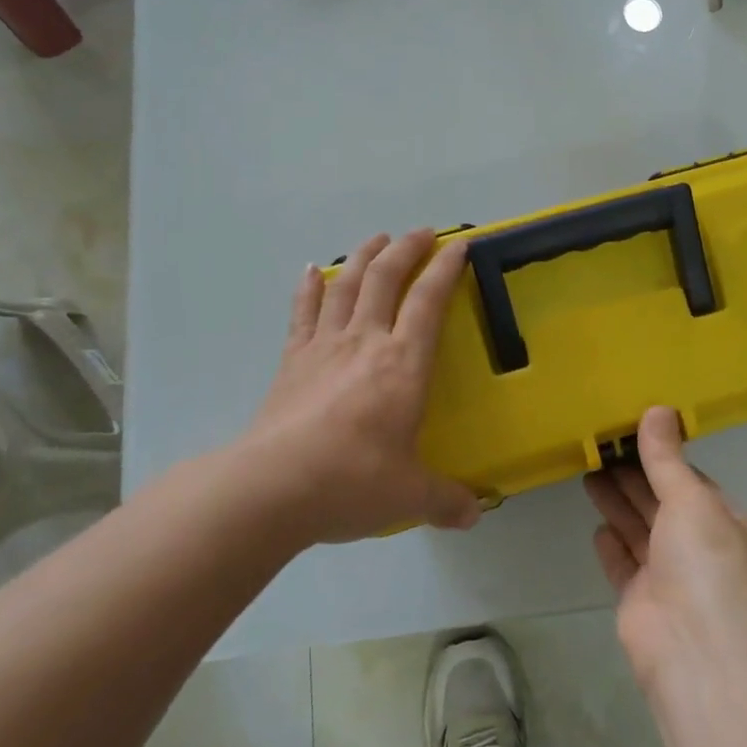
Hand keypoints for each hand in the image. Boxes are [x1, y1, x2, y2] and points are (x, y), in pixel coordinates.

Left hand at [237, 230, 482, 543]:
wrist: (272, 488)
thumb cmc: (352, 481)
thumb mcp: (409, 495)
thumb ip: (446, 499)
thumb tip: (474, 514)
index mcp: (403, 363)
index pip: (429, 300)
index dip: (446, 268)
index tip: (459, 245)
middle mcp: (365, 341)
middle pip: (386, 277)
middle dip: (406, 248)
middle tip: (421, 232)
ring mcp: (324, 346)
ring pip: (345, 284)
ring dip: (363, 256)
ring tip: (376, 239)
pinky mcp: (292, 360)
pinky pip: (303, 312)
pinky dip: (309, 287)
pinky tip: (310, 271)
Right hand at [584, 407, 746, 685]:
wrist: (697, 651)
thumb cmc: (707, 562)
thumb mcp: (691, 498)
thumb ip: (666, 458)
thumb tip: (657, 409)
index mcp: (728, 524)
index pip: (693, 482)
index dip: (664, 458)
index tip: (633, 433)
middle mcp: (702, 550)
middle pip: (662, 504)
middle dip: (633, 477)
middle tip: (600, 447)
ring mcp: (671, 579)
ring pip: (640, 531)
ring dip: (618, 504)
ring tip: (588, 471)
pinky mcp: (641, 603)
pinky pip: (624, 566)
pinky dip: (612, 545)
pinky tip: (597, 526)